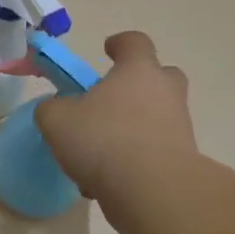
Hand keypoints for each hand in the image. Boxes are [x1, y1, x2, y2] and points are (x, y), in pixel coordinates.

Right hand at [33, 32, 199, 215]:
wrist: (153, 191)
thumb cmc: (104, 140)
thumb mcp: (57, 120)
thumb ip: (51, 108)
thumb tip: (56, 110)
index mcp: (138, 71)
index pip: (135, 42)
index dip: (120, 43)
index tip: (107, 50)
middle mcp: (165, 92)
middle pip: (160, 76)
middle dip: (138, 84)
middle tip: (112, 100)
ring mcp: (179, 127)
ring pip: (156, 117)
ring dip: (132, 128)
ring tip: (98, 154)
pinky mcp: (183, 160)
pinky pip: (154, 152)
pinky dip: (135, 160)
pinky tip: (107, 181)